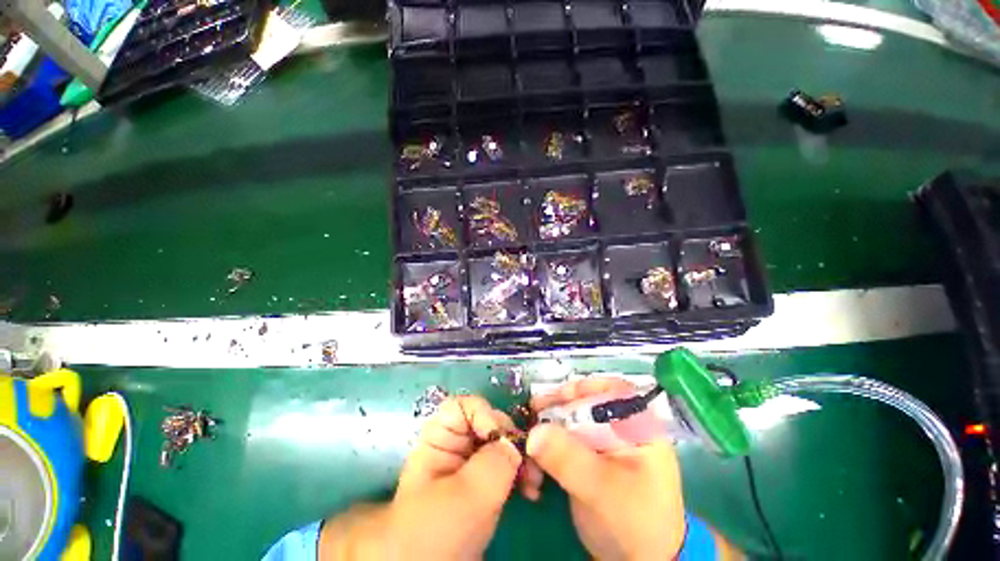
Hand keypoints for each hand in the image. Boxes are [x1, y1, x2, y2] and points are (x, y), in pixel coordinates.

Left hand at [320, 396, 522, 559]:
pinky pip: (506, 467)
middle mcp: (456, 445)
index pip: (464, 406)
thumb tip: (515, 444)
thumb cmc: (435, 532)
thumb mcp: (466, 496)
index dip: (484, 414)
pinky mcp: (482, 485)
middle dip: (511, 439)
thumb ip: (494, 463)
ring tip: (534, 482)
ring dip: (521, 458)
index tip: (501, 438)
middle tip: (530, 462)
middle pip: (488, 423)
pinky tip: (531, 490)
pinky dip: (520, 474)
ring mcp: (470, 465)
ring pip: (501, 445)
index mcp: (440, 437)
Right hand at [527, 378, 686, 560]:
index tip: (555, 397)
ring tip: (528, 452)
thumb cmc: (634, 524)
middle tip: (532, 414)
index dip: (583, 388)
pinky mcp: (587, 460)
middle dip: (555, 410)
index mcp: (637, 427)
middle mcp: (619, 429)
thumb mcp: (602, 489)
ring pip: (569, 423)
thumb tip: (533, 433)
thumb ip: (569, 458)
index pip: (611, 389)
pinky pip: (562, 444)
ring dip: (546, 434)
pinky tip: (535, 473)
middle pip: (584, 404)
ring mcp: (602, 445)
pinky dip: (546, 453)